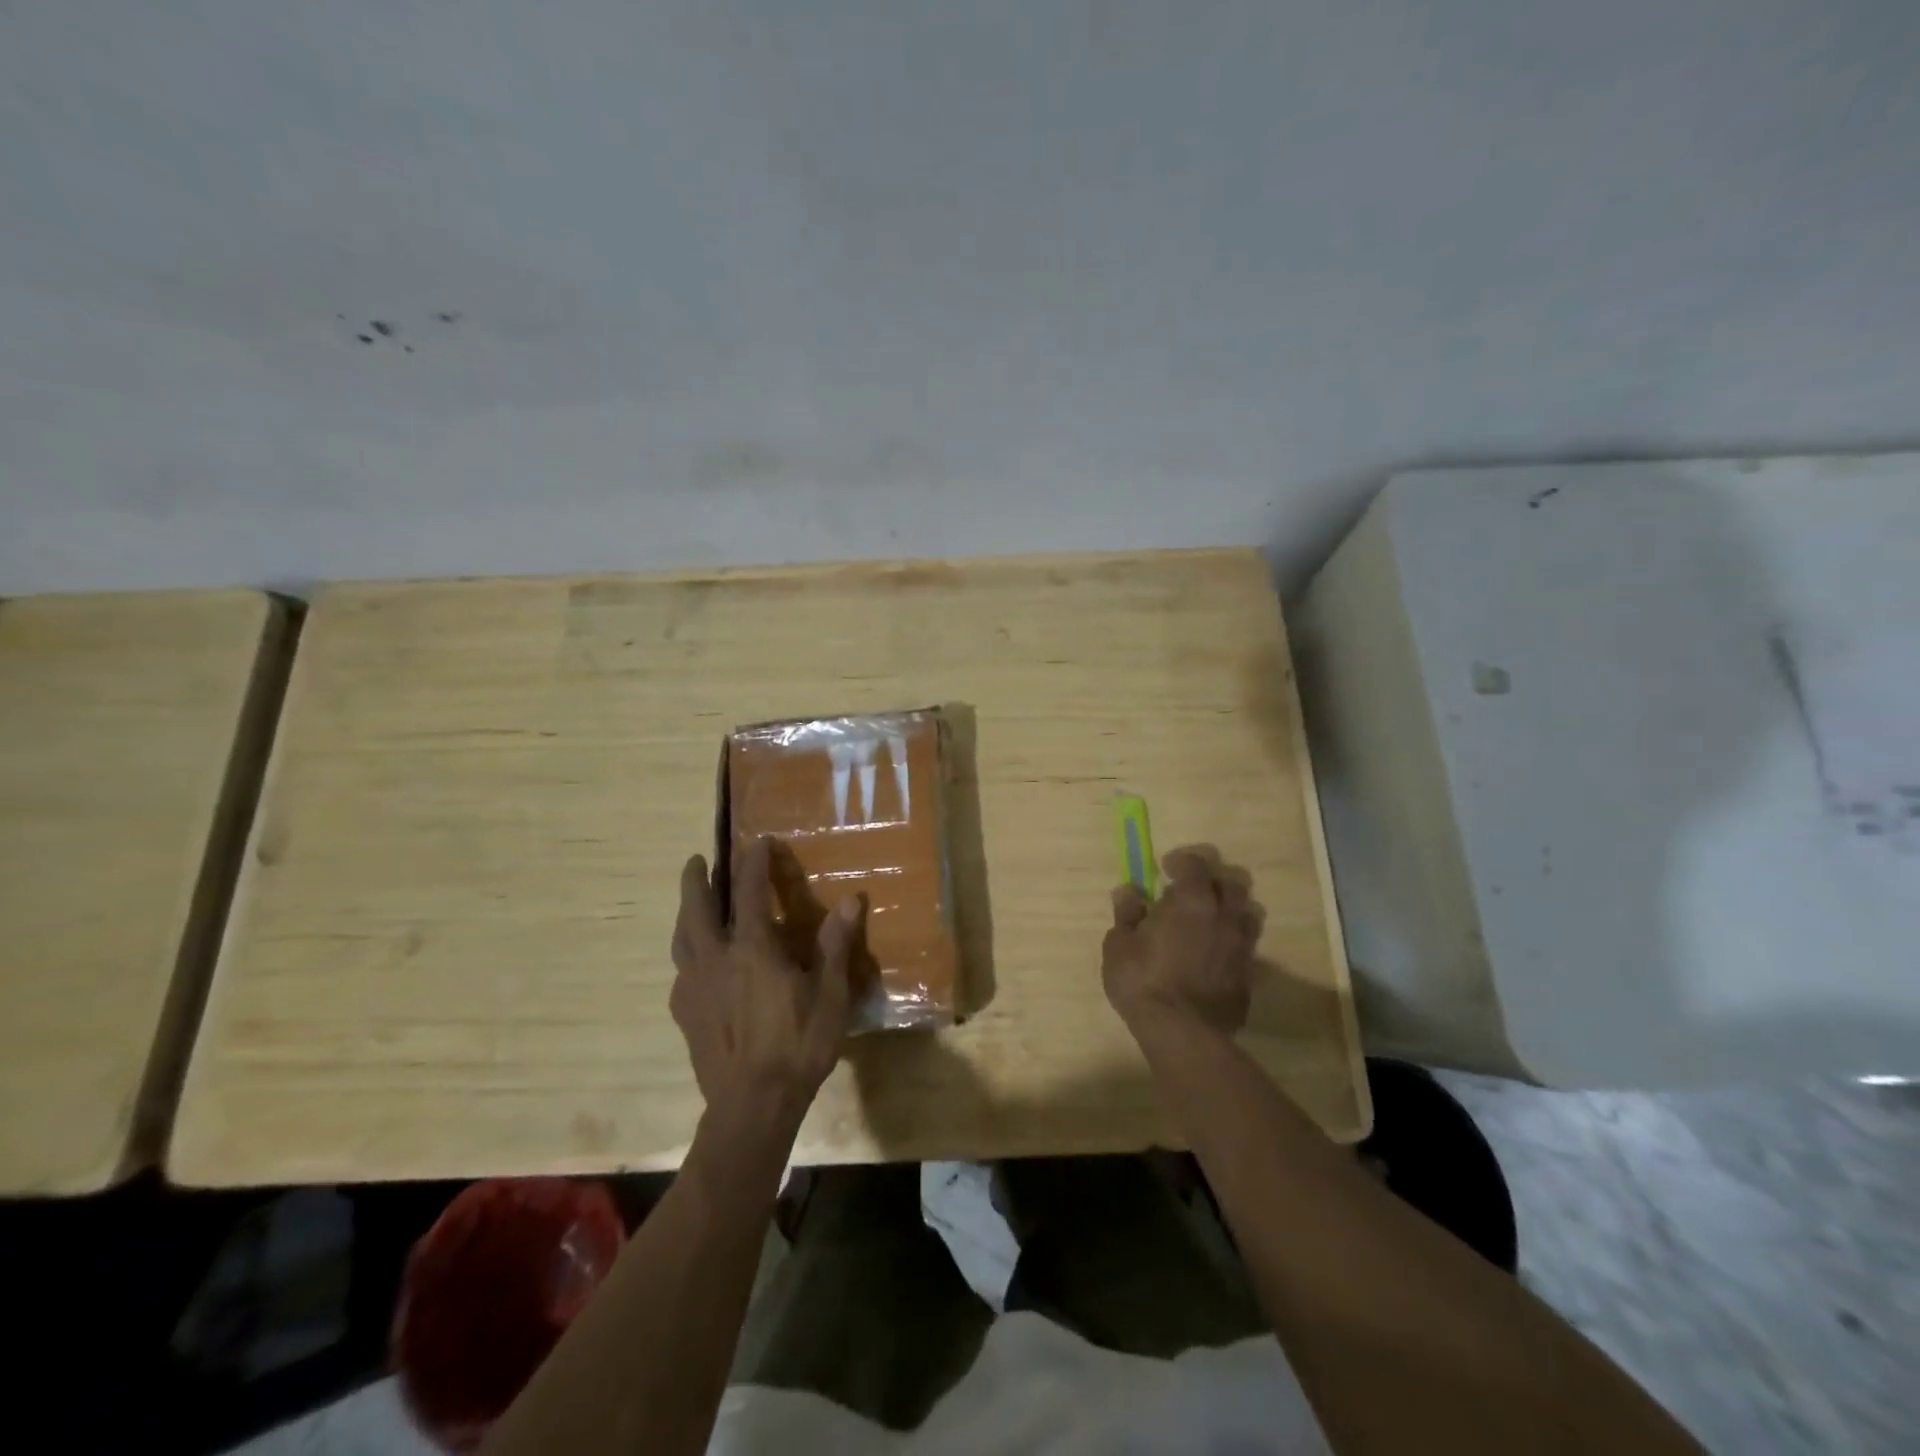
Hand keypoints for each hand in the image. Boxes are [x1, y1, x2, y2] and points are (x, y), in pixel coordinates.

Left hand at [670, 838, 860, 1130]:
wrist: (752, 1106)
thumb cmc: (797, 1045)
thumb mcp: (829, 995)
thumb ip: (835, 945)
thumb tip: (852, 900)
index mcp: (752, 949)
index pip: (750, 892)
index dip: (754, 862)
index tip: (759, 841)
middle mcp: (716, 959)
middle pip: (697, 908)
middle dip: (696, 880)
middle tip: (696, 861)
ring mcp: (694, 987)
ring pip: (681, 938)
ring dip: (685, 913)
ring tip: (692, 905)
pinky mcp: (685, 1014)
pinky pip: (682, 971)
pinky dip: (688, 953)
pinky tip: (697, 964)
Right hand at [1103, 845, 1263, 1038]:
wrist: (1182, 1033)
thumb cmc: (1143, 980)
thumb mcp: (1119, 945)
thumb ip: (1127, 914)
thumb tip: (1129, 892)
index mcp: (1192, 901)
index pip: (1195, 864)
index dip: (1181, 861)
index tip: (1165, 868)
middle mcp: (1224, 916)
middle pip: (1231, 884)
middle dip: (1212, 881)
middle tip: (1191, 892)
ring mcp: (1242, 946)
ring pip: (1247, 914)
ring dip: (1229, 910)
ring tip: (1208, 921)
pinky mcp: (1249, 975)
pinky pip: (1246, 947)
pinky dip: (1232, 942)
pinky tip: (1214, 955)